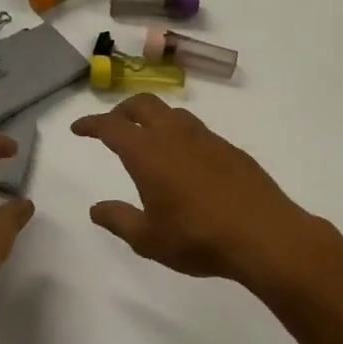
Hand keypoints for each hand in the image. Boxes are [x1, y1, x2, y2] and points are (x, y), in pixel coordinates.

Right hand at [70, 96, 320, 289]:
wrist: (264, 235)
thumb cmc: (198, 238)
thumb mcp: (148, 239)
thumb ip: (119, 220)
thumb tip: (95, 209)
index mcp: (148, 153)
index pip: (111, 126)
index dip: (91, 123)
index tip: (78, 128)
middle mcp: (174, 135)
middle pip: (143, 104)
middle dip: (122, 110)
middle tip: (112, 126)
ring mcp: (206, 138)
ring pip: (173, 113)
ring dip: (153, 118)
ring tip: (148, 139)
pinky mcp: (230, 148)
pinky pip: (197, 129)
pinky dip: (179, 133)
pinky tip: (185, 159)